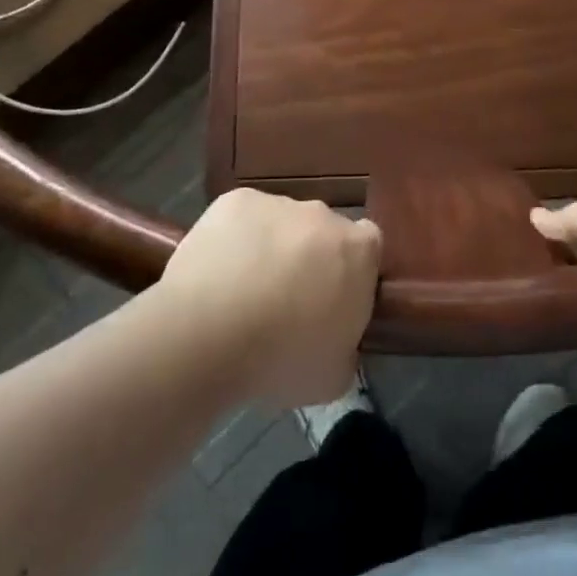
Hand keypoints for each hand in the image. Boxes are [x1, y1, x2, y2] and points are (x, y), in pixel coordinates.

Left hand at [161, 189, 381, 407]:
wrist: (208, 334)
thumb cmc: (282, 359)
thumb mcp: (336, 375)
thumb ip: (348, 346)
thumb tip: (338, 339)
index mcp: (359, 250)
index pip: (368, 248)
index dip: (351, 272)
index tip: (333, 300)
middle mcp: (324, 214)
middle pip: (324, 232)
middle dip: (311, 258)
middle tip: (286, 300)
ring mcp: (278, 202)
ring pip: (282, 223)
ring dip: (272, 247)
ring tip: (243, 290)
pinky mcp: (236, 200)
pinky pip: (243, 218)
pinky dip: (236, 238)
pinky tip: (218, 272)